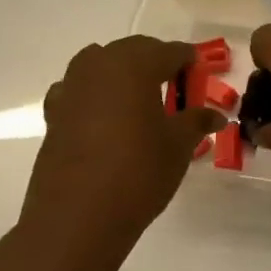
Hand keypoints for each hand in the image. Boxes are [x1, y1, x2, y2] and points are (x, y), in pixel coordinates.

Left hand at [20, 37, 223, 244]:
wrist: (77, 219)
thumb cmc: (138, 173)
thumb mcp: (179, 146)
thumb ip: (196, 122)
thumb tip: (216, 116)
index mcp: (134, 66)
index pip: (169, 51)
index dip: (189, 61)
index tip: (202, 75)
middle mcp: (99, 67)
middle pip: (133, 51)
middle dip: (156, 62)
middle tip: (177, 87)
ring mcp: (71, 89)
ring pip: (101, 64)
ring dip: (122, 73)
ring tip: (141, 100)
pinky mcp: (54, 115)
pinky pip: (78, 90)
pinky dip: (94, 94)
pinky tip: (105, 119)